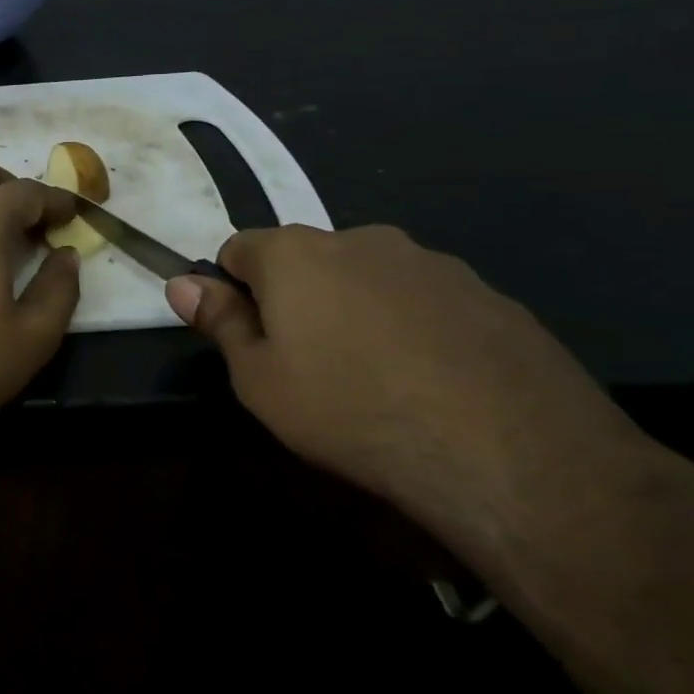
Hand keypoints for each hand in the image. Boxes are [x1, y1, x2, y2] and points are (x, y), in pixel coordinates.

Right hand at [166, 225, 641, 523]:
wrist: (512, 454)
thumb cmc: (351, 411)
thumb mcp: (259, 379)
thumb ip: (220, 322)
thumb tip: (181, 282)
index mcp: (296, 254)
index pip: (239, 248)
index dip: (233, 290)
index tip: (248, 337)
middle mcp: (362, 239)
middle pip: (306, 259)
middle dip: (296, 297)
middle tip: (307, 363)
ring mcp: (433, 263)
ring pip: (368, 278)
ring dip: (356, 310)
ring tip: (375, 378)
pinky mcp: (489, 295)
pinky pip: (424, 301)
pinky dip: (413, 327)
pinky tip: (430, 382)